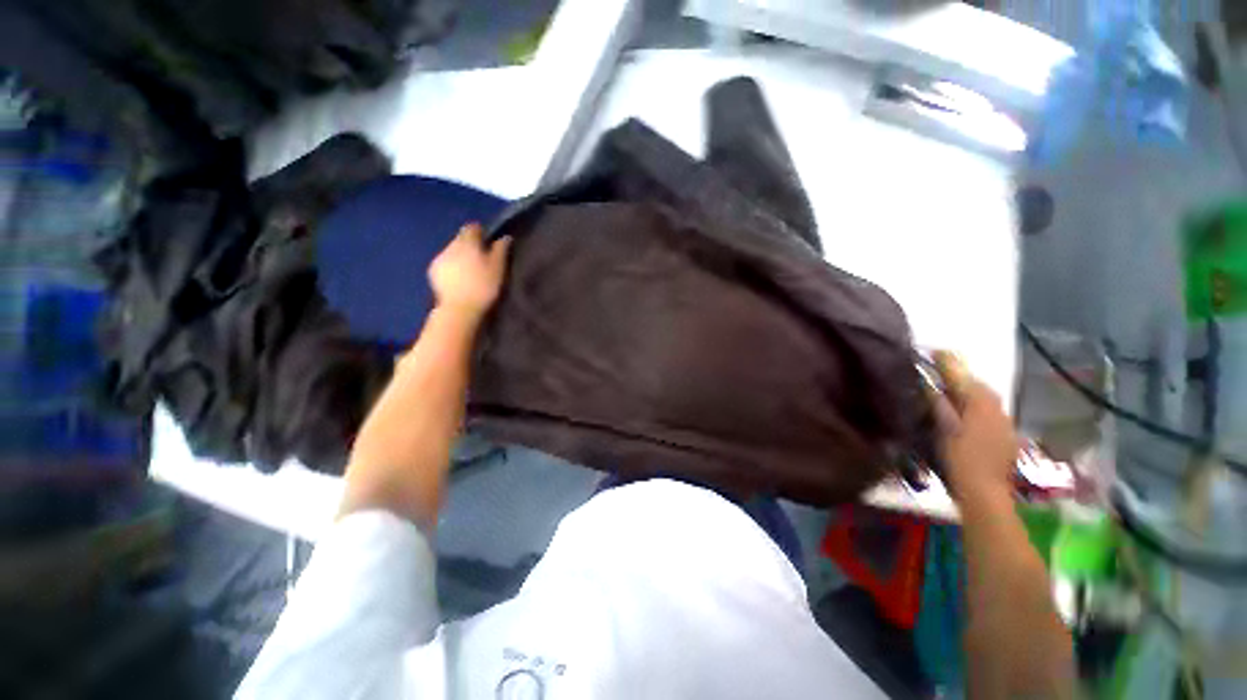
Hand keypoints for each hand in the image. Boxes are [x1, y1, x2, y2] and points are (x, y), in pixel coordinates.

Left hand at [428, 223, 511, 319]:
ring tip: (471, 270)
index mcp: (468, 242)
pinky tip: (459, 279)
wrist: (459, 308)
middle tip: (482, 258)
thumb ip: (501, 250)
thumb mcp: (498, 268)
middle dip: (470, 245)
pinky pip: (445, 263)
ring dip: (461, 256)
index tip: (488, 241)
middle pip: (461, 239)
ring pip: (452, 251)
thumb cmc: (483, 286)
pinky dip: (452, 267)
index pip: (472, 228)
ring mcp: (440, 259)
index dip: (481, 232)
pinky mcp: (433, 272)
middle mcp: (451, 246)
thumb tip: (505, 237)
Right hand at [931, 351, 1019, 502]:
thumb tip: (927, 382)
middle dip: (957, 374)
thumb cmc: (960, 460)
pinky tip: (963, 411)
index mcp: (979, 403)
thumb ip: (938, 402)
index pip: (961, 374)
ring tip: (946, 389)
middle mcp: (996, 406)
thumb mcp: (943, 429)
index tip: (932, 351)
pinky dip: (974, 403)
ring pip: (983, 396)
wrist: (986, 492)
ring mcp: (1004, 420)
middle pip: (975, 383)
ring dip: (965, 389)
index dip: (946, 361)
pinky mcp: (1005, 433)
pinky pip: (988, 409)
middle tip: (936, 370)